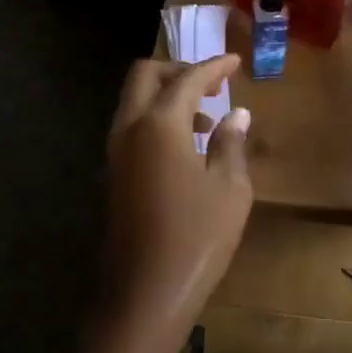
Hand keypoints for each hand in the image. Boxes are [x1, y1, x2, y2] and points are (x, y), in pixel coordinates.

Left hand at [100, 56, 253, 335]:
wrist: (146, 290)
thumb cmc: (197, 237)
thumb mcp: (229, 189)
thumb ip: (231, 144)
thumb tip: (237, 115)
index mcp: (159, 125)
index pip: (186, 78)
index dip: (213, 67)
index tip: (235, 62)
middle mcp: (129, 129)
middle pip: (145, 77)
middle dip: (177, 71)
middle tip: (212, 84)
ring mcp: (115, 153)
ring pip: (134, 103)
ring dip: (166, 98)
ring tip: (206, 120)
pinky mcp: (114, 175)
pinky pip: (132, 129)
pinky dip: (156, 122)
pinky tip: (186, 148)